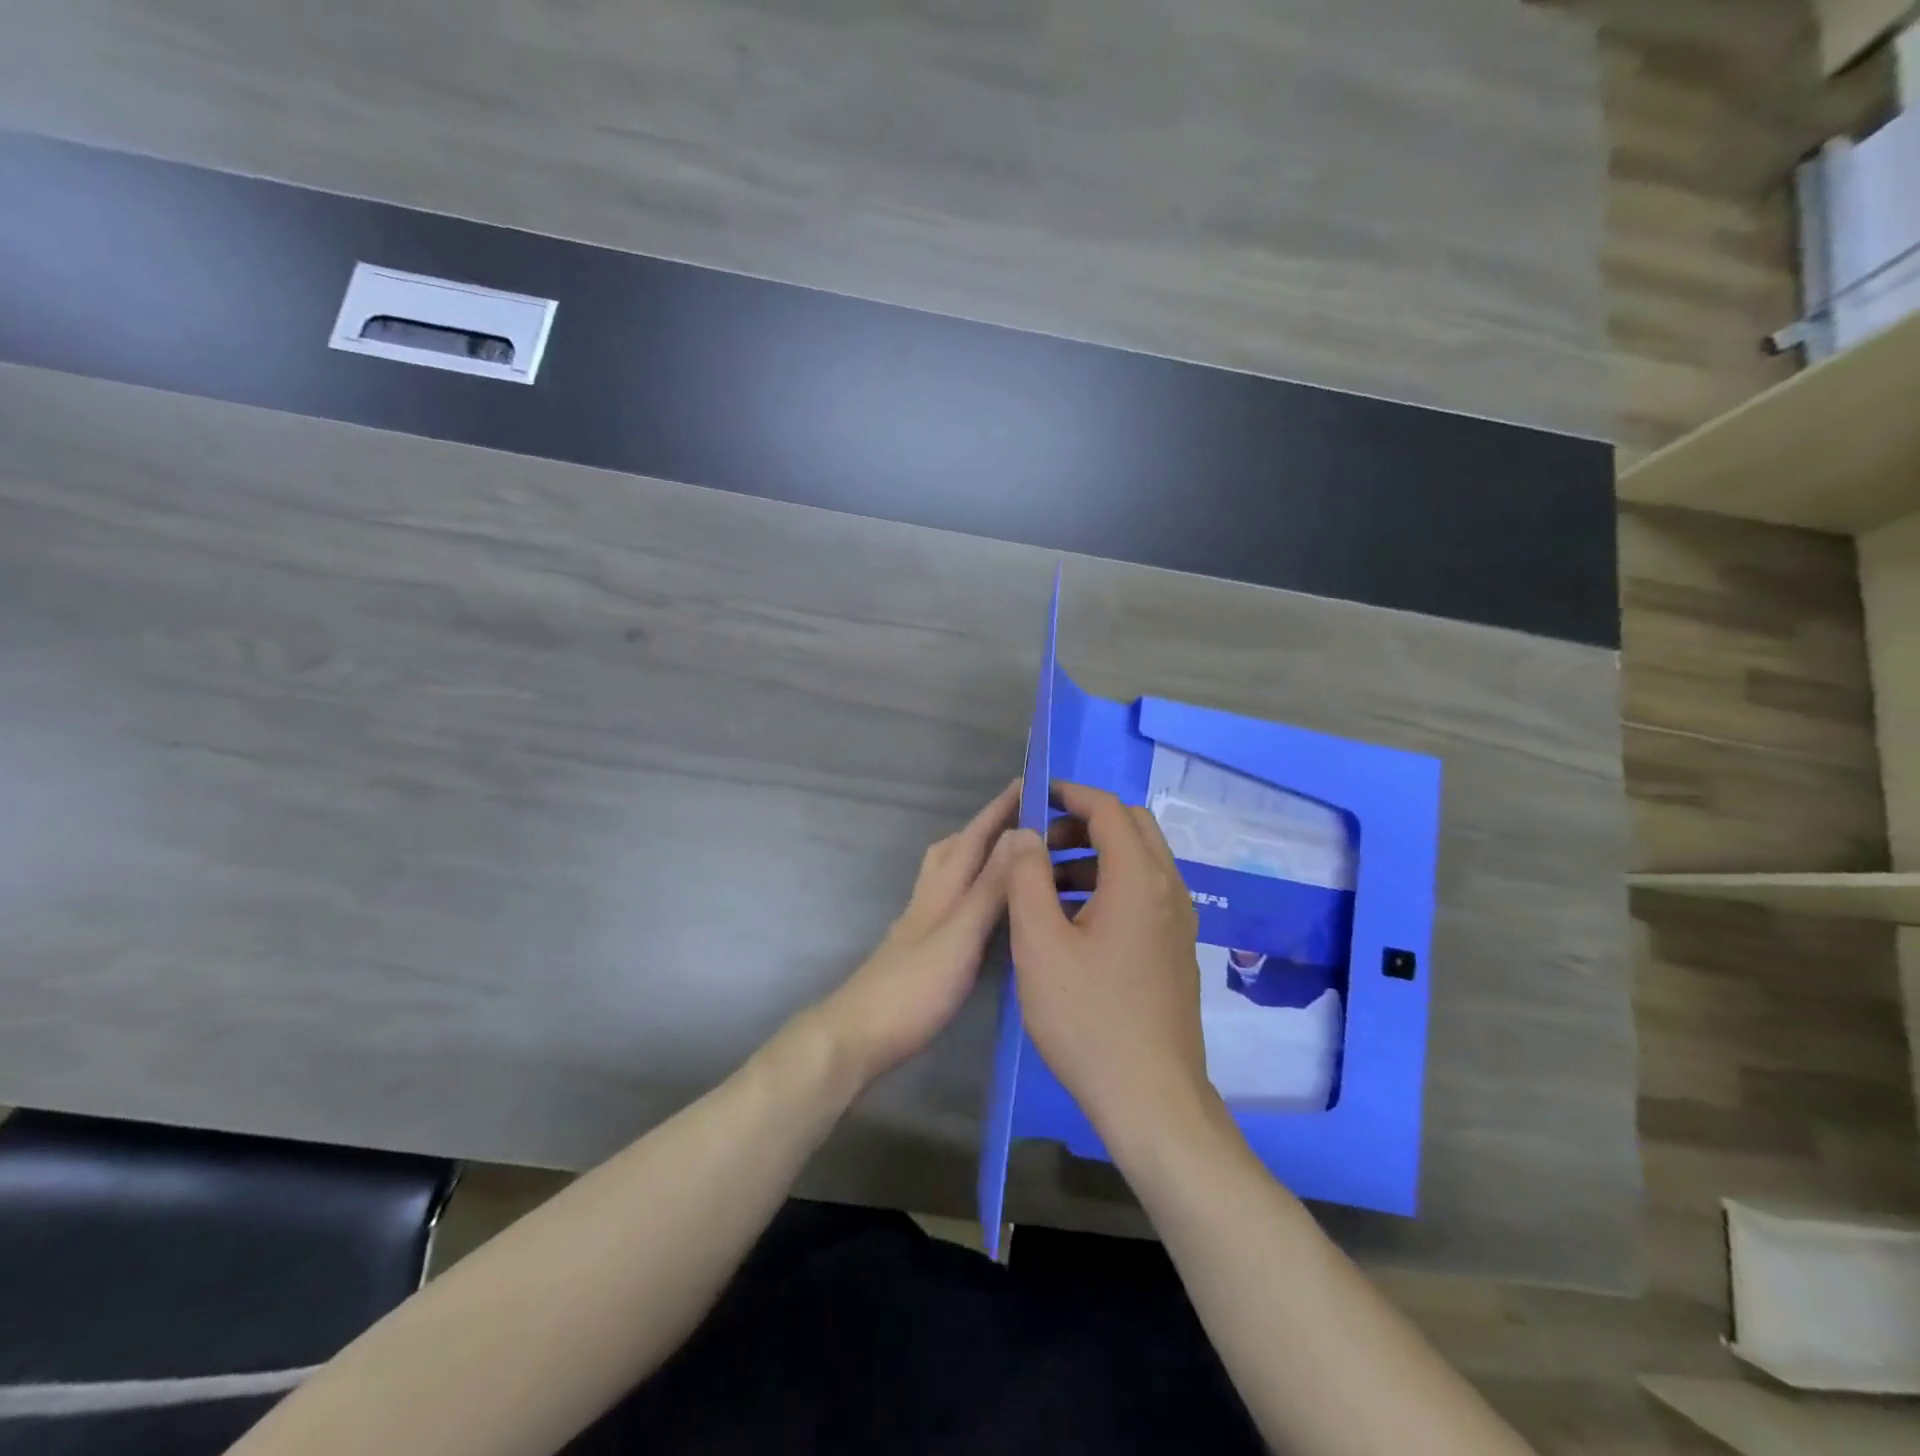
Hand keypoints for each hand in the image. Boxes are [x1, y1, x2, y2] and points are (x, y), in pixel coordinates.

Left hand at [815, 779, 1020, 1086]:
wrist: (858, 1035)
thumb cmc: (913, 988)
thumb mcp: (960, 935)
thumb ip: (989, 888)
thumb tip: (1020, 834)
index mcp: (942, 888)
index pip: (975, 837)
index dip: (1000, 809)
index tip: (1028, 782)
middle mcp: (930, 897)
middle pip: (956, 848)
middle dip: (987, 826)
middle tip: (1023, 819)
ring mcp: (921, 923)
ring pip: (950, 873)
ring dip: (977, 855)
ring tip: (1010, 858)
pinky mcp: (921, 948)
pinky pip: (952, 901)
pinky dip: (972, 889)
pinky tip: (984, 910)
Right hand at [1005, 781, 1214, 1142]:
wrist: (1151, 1100)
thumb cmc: (1088, 1018)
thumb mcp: (1040, 944)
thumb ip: (1026, 878)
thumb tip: (1024, 833)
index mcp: (1139, 879)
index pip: (1109, 809)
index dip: (1070, 794)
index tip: (1034, 797)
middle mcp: (1168, 890)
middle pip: (1131, 828)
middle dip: (1083, 823)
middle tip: (1039, 844)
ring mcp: (1178, 922)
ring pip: (1139, 862)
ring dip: (1094, 856)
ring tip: (1046, 885)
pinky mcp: (1176, 950)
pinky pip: (1144, 894)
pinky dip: (1109, 886)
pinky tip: (1073, 923)